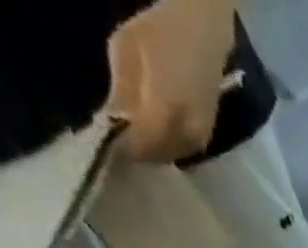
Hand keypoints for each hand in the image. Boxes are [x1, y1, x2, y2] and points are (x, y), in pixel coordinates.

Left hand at [104, 0, 238, 163]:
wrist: (204, 31)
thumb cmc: (160, 30)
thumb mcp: (125, 51)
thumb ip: (121, 95)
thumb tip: (111, 125)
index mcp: (165, 112)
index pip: (137, 147)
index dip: (117, 147)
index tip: (101, 141)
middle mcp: (187, 135)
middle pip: (153, 157)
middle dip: (133, 150)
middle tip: (114, 136)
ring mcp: (200, 140)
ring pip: (167, 157)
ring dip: (149, 149)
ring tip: (132, 132)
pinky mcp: (206, 138)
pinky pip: (179, 151)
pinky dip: (163, 145)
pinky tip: (152, 130)